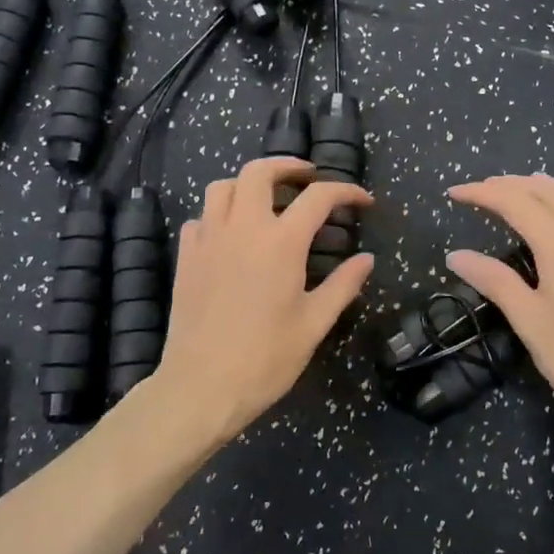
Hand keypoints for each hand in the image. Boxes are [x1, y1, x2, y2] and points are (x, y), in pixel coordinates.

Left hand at [153, 157, 373, 442]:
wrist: (201, 387)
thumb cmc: (265, 359)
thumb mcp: (313, 324)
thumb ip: (343, 286)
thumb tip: (366, 260)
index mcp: (280, 242)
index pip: (319, 197)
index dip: (346, 192)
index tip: (363, 201)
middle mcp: (242, 228)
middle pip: (260, 172)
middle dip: (288, 166)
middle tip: (307, 179)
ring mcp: (208, 239)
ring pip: (223, 186)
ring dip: (248, 184)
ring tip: (267, 200)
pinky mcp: (186, 257)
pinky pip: (201, 217)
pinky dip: (219, 214)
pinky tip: (232, 235)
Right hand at [446, 174, 553, 465]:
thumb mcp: (530, 322)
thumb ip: (494, 281)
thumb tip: (455, 255)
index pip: (515, 202)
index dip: (482, 193)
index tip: (454, 193)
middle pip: (546, 191)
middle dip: (509, 185)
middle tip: (478, 192)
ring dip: (543, 187)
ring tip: (518, 190)